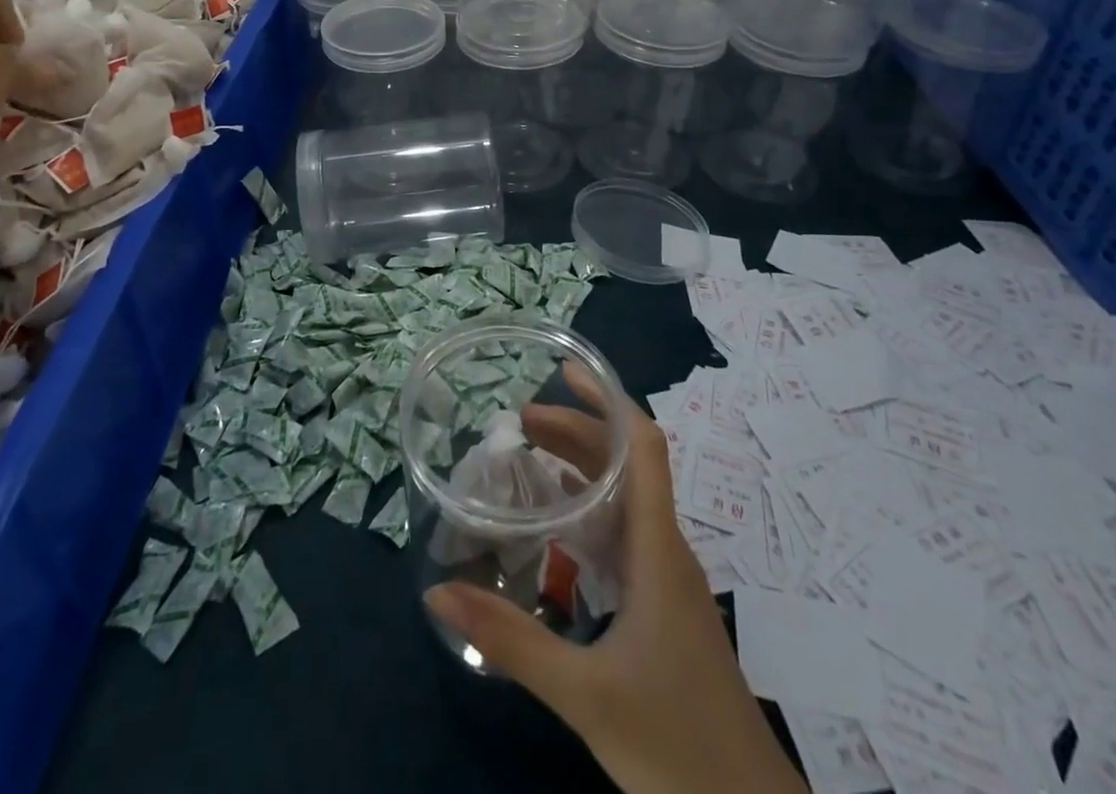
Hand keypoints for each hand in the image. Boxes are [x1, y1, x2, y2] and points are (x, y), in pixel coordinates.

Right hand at [424, 370, 806, 793]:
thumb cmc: (677, 746)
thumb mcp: (586, 695)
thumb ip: (512, 642)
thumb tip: (438, 590)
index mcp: (657, 548)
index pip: (644, 447)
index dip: (608, 399)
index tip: (566, 370)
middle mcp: (665, 550)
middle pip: (626, 465)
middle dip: (576, 431)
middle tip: (518, 422)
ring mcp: (667, 580)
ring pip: (625, 499)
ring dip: (581, 468)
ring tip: (528, 459)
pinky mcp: (663, 609)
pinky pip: (623, 535)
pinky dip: (587, 511)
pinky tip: (555, 531)